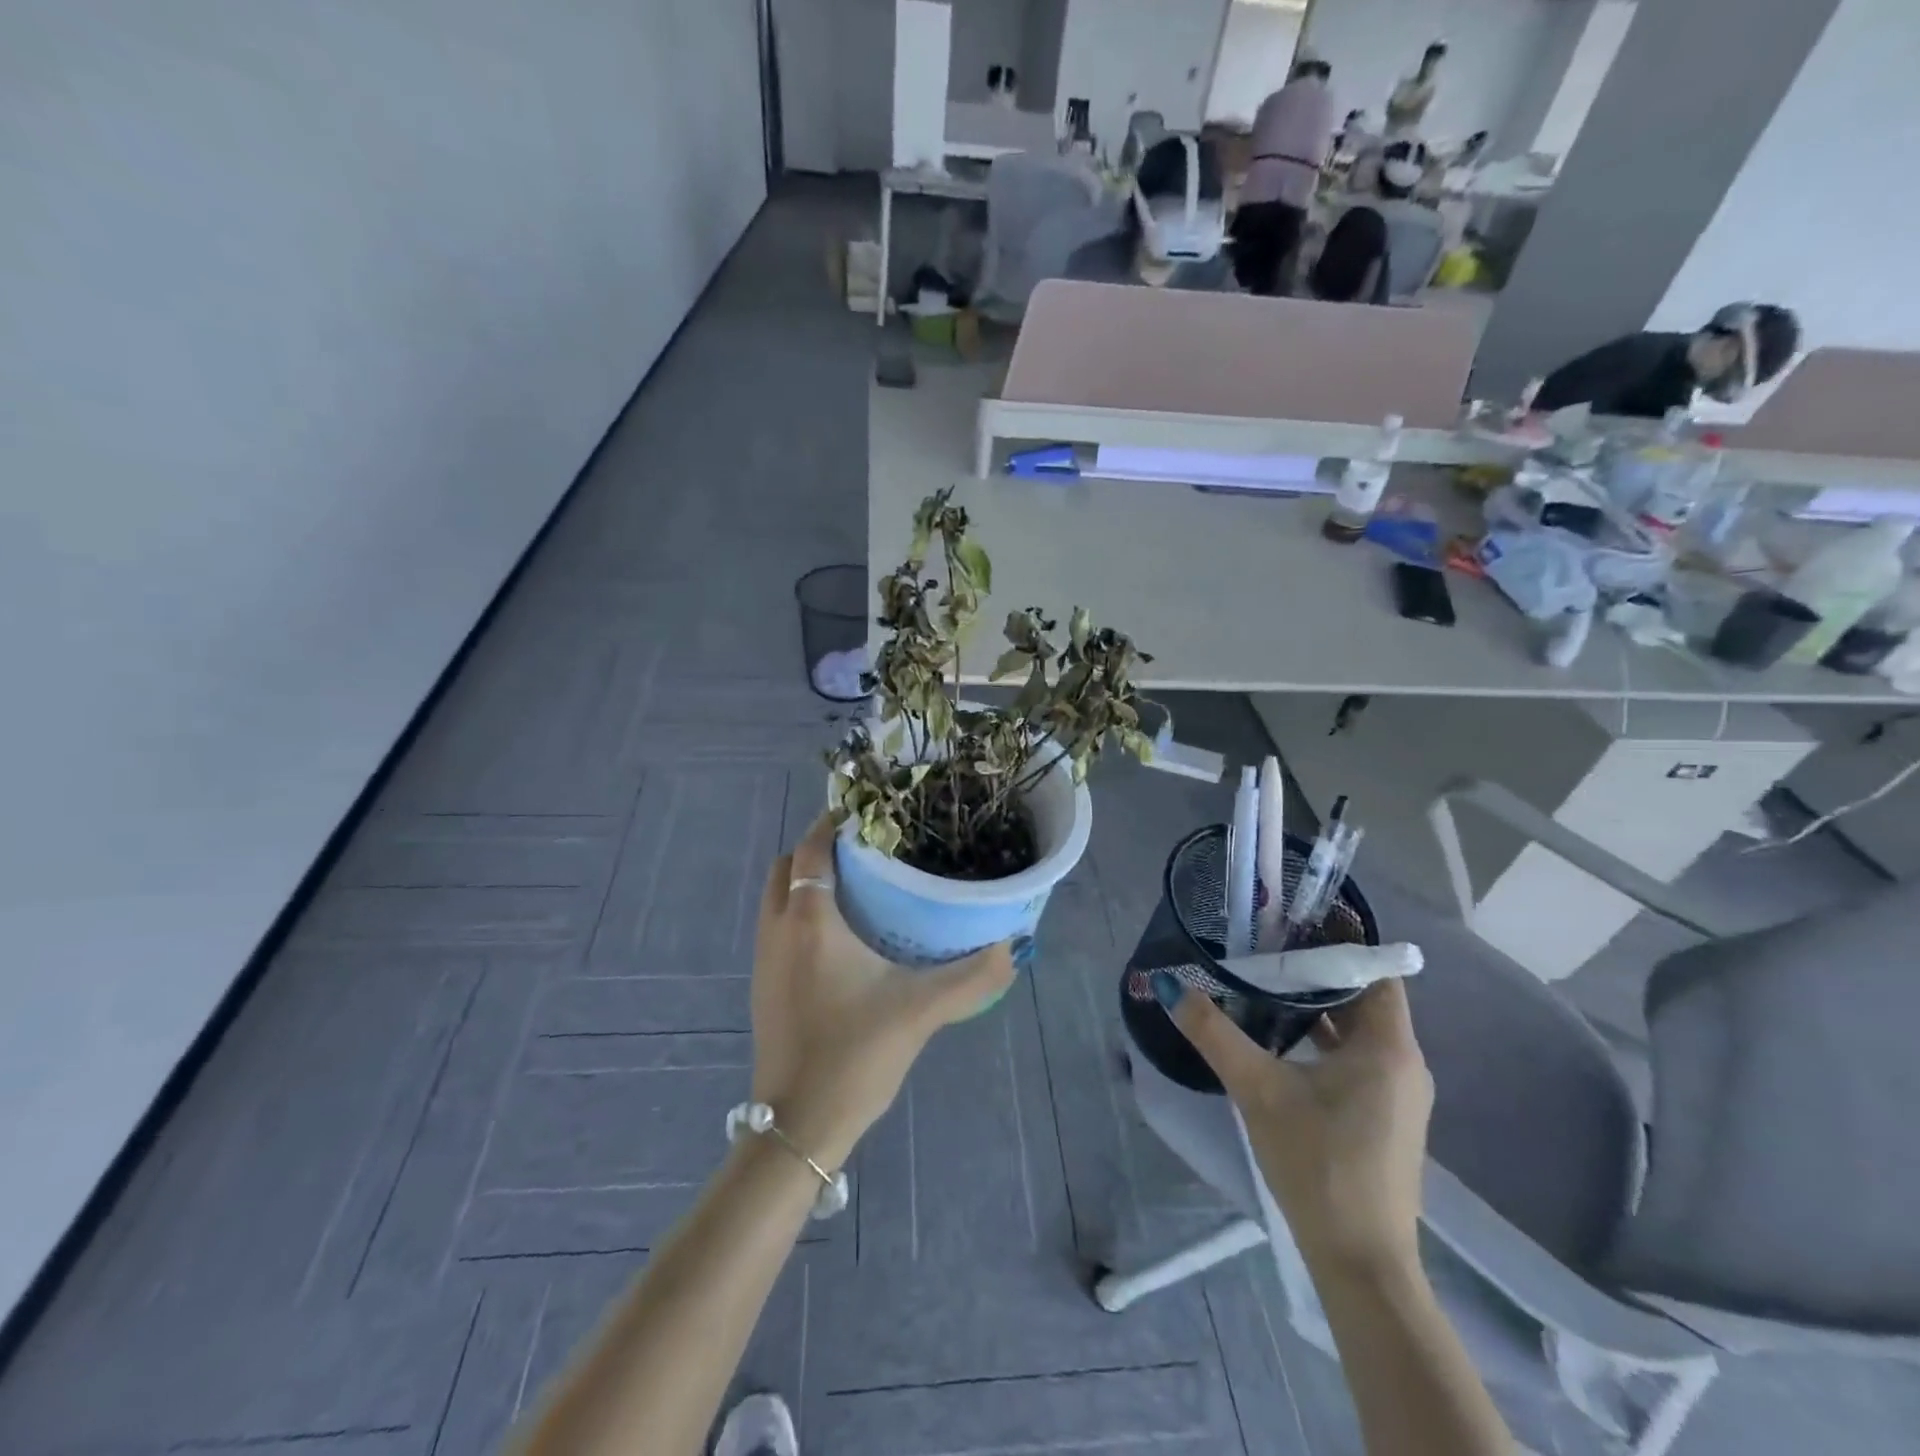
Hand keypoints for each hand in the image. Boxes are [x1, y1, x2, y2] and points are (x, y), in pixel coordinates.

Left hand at [750, 815, 1014, 1169]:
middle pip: (787, 866)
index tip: (870, 813)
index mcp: (809, 920)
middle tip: (867, 850)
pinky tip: (842, 937)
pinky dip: (801, 911)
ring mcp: (764, 959)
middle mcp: (778, 929)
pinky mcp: (764, 986)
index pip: (812, 849)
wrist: (797, 1125)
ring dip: (807, 880)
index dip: (834, 823)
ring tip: (857, 885)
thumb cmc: (854, 1053)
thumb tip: (1012, 947)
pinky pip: (778, 925)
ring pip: (778, 897)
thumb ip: (972, 976)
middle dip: (819, 848)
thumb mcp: (921, 1010)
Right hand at [1153, 971, 1432, 1273]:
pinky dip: (1327, 1040)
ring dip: (1320, 1007)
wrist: (1360, 1262)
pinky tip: (1284, 1040)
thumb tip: (1169, 984)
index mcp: (1388, 1046)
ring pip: (1360, 1031)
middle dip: (1319, 971)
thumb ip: (1213, 1032)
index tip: (1293, 923)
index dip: (1339, 942)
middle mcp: (1405, 1063)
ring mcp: (1399, 1095)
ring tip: (1269, 984)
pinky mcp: (1386, 1119)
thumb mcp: (1257, 1089)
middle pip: (1364, 997)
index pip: (1374, 970)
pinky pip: (1359, 1059)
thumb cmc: (1317, 1163)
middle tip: (1268, 948)